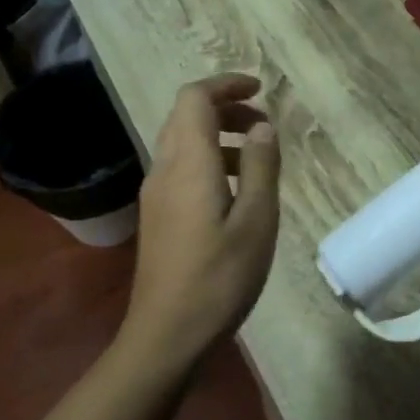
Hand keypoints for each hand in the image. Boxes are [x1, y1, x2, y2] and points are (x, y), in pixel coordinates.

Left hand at [118, 74, 280, 371]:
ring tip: (256, 158)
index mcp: (189, 163)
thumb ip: (260, 166)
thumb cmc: (220, 276)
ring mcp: (155, 194)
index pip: (195, 98)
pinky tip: (234, 192)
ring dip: (218, 136)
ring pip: (182, 142)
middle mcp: (165, 169)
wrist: (167, 334)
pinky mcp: (157, 216)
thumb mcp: (256, 220)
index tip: (260, 89)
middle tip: (264, 125)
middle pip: (186, 116)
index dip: (226, 85)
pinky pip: (180, 168)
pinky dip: (208, 160)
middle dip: (225, 108)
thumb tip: (262, 127)